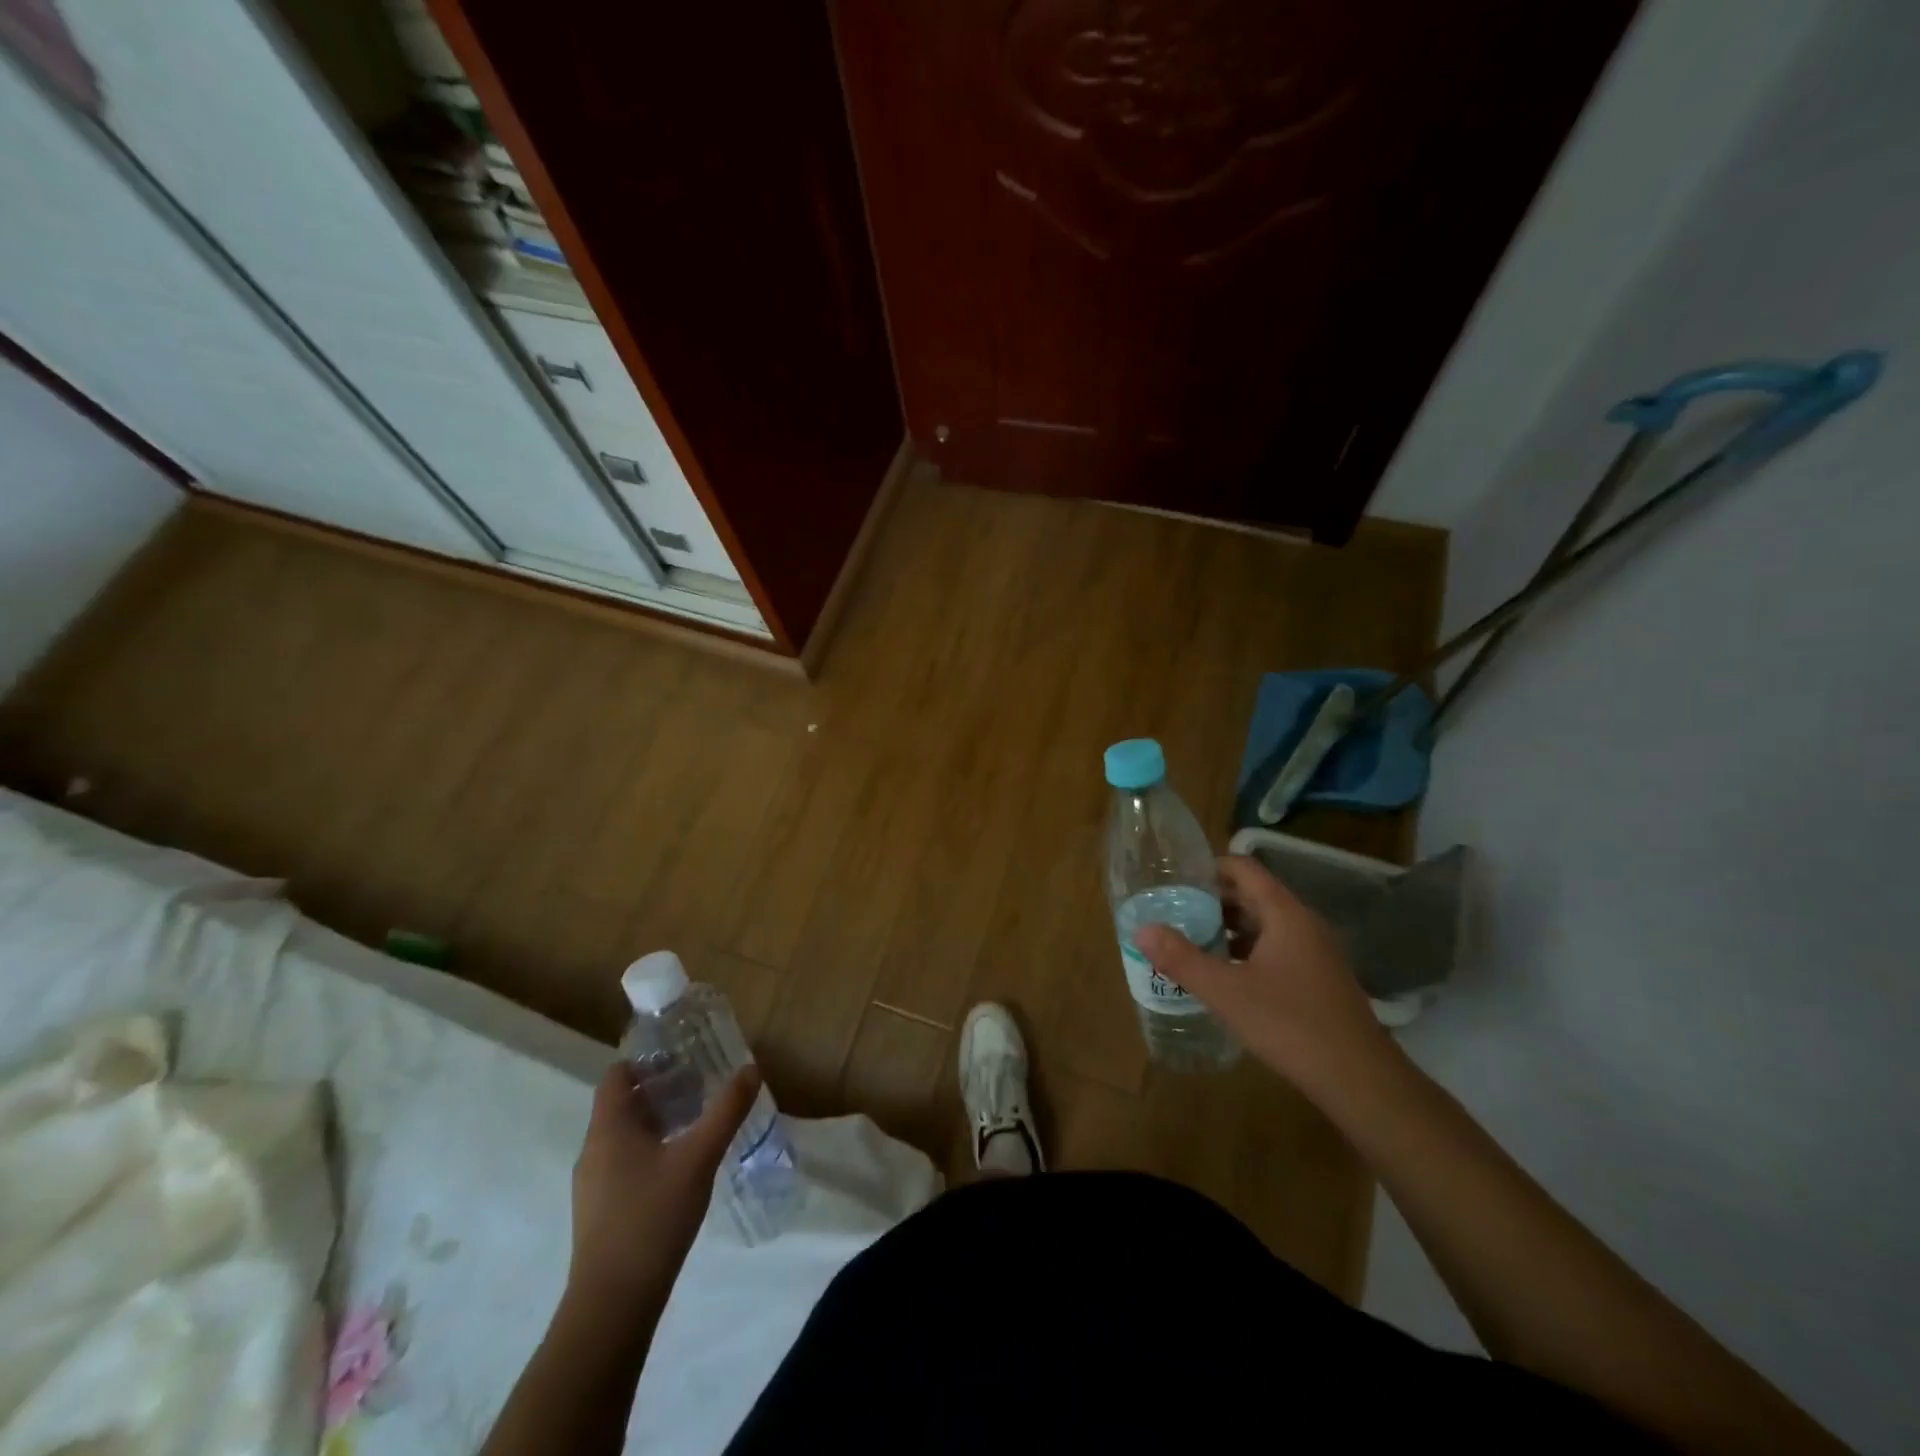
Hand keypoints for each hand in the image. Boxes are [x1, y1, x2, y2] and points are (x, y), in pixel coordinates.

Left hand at [568, 1062, 759, 1309]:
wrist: (613, 1305)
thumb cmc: (652, 1218)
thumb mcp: (699, 1158)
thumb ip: (726, 1111)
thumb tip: (750, 1069)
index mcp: (609, 1128)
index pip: (618, 1074)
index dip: (647, 1059)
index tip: (683, 1055)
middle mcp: (594, 1149)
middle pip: (623, 1102)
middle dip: (661, 1088)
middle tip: (702, 1083)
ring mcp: (594, 1183)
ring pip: (625, 1134)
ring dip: (658, 1120)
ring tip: (697, 1119)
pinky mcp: (601, 1210)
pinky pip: (625, 1161)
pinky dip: (651, 1149)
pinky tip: (682, 1164)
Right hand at [1134, 854, 1395, 1099]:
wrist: (1360, 1081)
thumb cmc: (1291, 1025)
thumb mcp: (1227, 992)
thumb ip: (1182, 959)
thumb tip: (1142, 930)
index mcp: (1285, 914)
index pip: (1244, 869)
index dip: (1209, 868)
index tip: (1175, 879)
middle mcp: (1304, 924)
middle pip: (1253, 895)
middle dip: (1213, 900)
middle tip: (1174, 911)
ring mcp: (1316, 952)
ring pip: (1265, 924)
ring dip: (1229, 928)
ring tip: (1192, 941)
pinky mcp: (1320, 979)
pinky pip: (1277, 948)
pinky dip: (1248, 951)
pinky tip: (1226, 975)